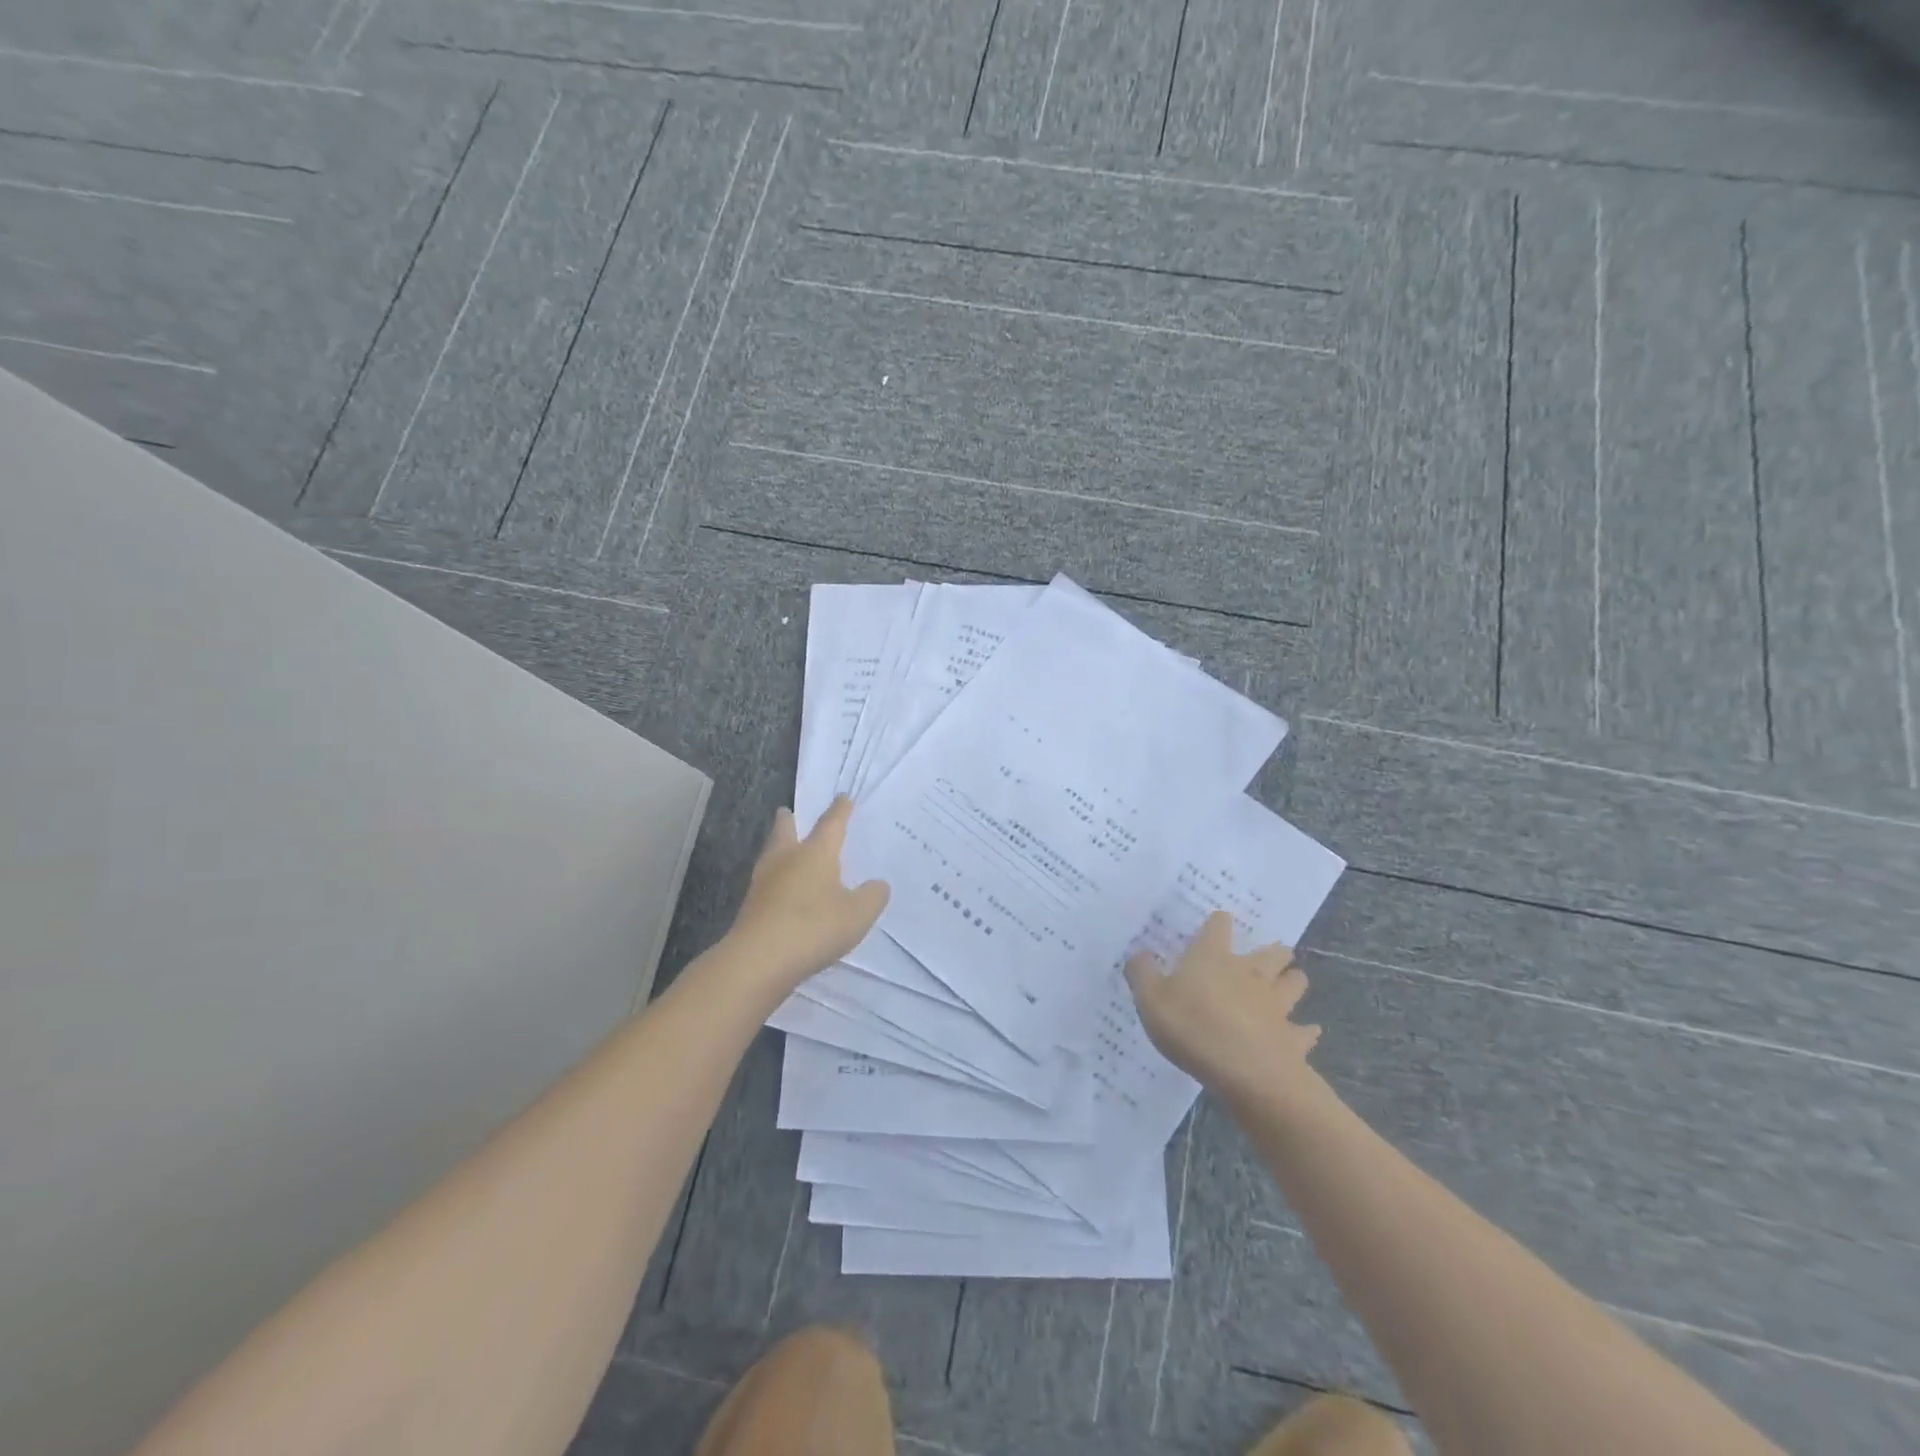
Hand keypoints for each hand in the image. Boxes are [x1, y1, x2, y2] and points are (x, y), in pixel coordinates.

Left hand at [725, 796, 889, 995]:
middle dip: (789, 821)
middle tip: (786, 811)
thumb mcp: (858, 914)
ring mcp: (764, 883)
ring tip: (783, 848)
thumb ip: (872, 896)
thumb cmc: (814, 927)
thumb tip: (878, 884)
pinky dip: (775, 879)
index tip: (842, 797)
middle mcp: (786, 860)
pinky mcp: (751, 907)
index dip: (839, 811)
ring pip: (771, 855)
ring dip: (778, 847)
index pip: (831, 824)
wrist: (759, 960)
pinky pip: (766, 883)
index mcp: (815, 853)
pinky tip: (781, 890)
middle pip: (786, 832)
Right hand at [1125, 910, 1320, 1106]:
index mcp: (1213, 957)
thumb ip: (1141, 973)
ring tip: (1291, 982)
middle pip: (1271, 952)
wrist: (1247, 1072)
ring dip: (1294, 980)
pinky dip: (1306, 1030)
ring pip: (1294, 983)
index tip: (1218, 923)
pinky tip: (1307, 1031)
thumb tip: (1138, 953)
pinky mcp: (1292, 1038)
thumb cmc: (1193, 1027)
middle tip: (1271, 953)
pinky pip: (1304, 1031)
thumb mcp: (1149, 999)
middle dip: (1273, 950)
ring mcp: (1276, 1005)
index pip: (1219, 926)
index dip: (1218, 923)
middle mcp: (1249, 973)